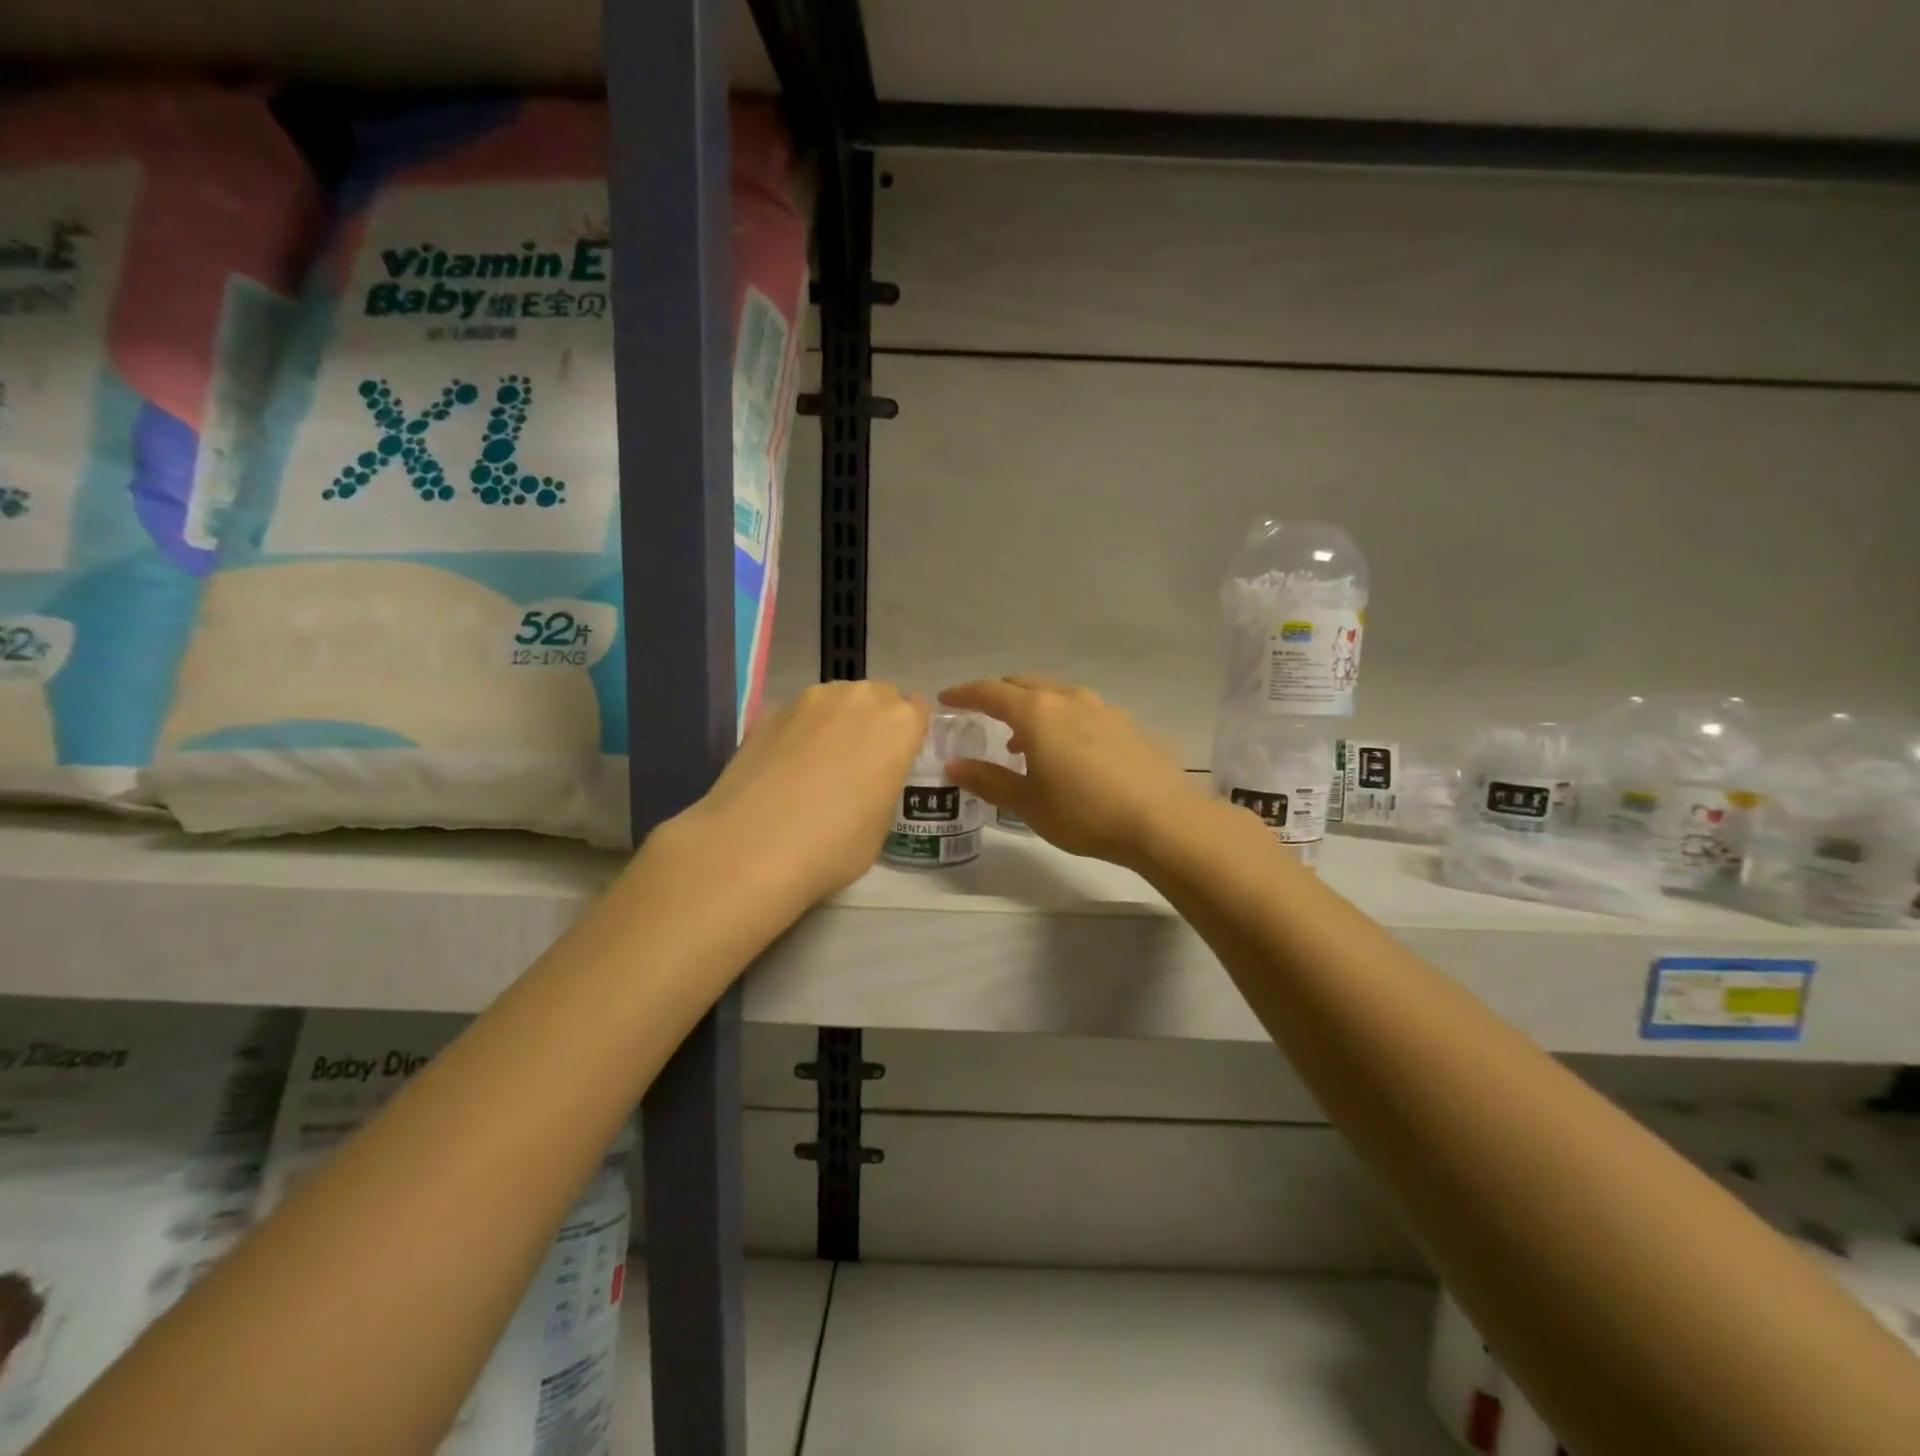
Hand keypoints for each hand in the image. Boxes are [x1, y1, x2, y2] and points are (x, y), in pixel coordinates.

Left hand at [669, 681, 929, 904]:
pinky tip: (786, 766)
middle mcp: (859, 699)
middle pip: (879, 696)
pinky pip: (800, 713)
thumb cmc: (835, 845)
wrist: (753, 846)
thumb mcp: (881, 824)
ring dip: (838, 720)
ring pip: (838, 699)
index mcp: (898, 725)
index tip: (897, 758)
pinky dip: (801, 731)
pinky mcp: (771, 710)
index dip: (909, 734)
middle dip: (875, 720)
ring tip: (820, 762)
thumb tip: (867, 778)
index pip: (918, 711)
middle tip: (861, 761)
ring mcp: (811, 699)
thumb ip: (883, 784)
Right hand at [939, 675, 1205, 869]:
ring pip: (1054, 694)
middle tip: (980, 712)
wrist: (1162, 820)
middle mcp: (1068, 698)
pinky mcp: (1124, 723)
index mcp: (1037, 712)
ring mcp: (1101, 707)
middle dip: (997, 694)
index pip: (990, 692)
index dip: (964, 694)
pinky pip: (1079, 709)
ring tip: (1020, 740)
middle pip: (1023, 684)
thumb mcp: (1028, 802)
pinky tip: (1063, 749)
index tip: (946, 699)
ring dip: (1030, 708)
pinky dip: (1059, 718)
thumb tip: (953, 765)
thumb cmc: (1084, 812)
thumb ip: (988, 779)